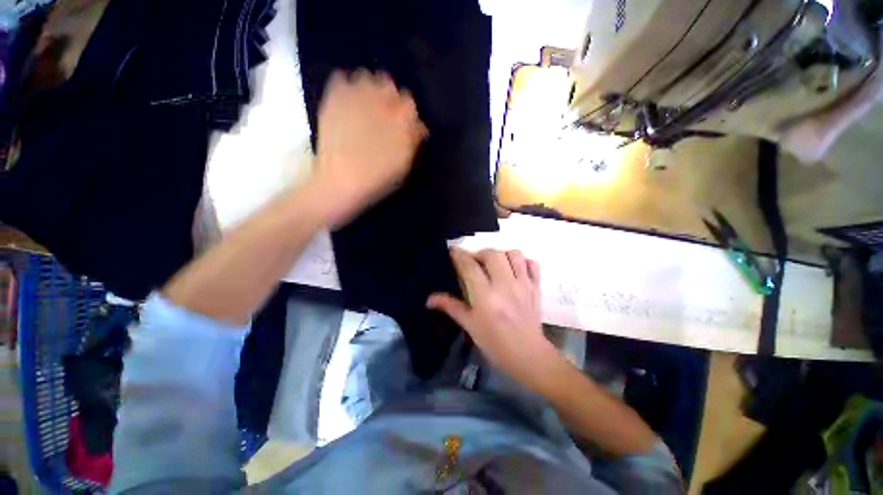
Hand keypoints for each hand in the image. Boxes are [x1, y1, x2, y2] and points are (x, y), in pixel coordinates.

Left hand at [312, 69, 426, 226]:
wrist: (342, 180)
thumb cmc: (379, 178)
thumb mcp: (405, 164)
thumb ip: (413, 140)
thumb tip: (419, 125)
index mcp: (403, 118)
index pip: (409, 102)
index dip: (405, 112)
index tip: (400, 123)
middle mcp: (383, 99)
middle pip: (388, 84)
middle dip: (387, 96)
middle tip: (381, 114)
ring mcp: (357, 94)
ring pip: (366, 77)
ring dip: (367, 88)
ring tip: (363, 106)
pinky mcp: (335, 96)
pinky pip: (341, 79)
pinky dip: (345, 86)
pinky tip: (345, 102)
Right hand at [427, 248, 561, 391]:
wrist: (528, 357)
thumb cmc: (494, 343)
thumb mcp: (470, 325)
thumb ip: (450, 307)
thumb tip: (429, 299)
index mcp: (485, 296)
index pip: (470, 266)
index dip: (459, 255)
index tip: (453, 251)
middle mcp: (505, 285)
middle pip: (491, 254)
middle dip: (478, 253)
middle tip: (473, 262)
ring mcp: (524, 284)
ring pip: (513, 254)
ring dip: (501, 255)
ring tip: (493, 264)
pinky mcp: (536, 287)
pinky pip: (532, 264)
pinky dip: (523, 261)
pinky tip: (514, 269)